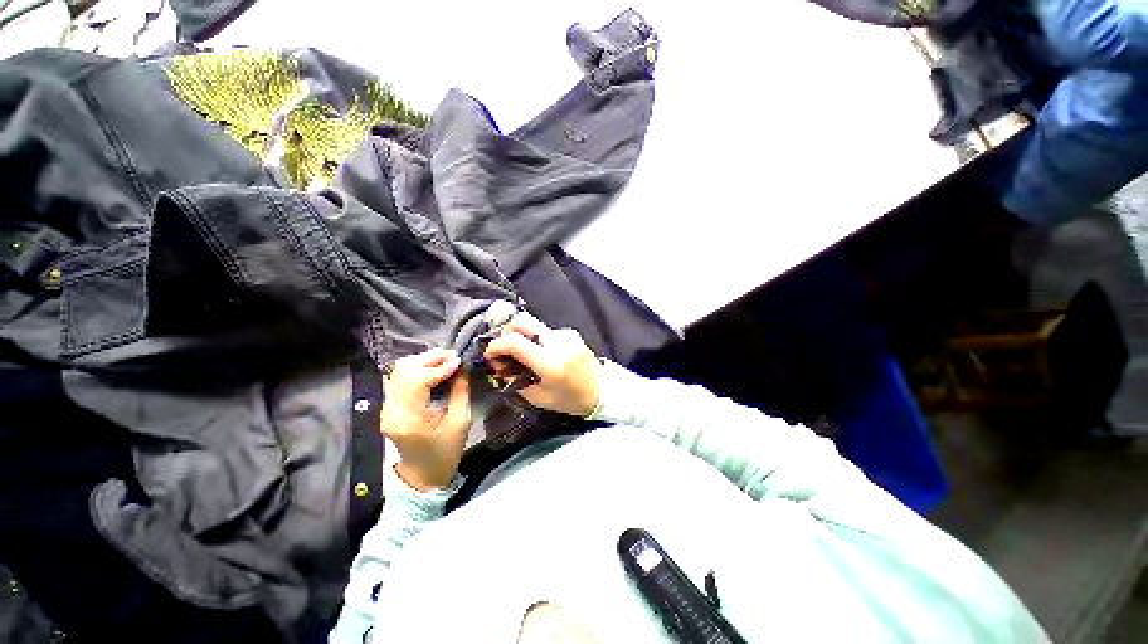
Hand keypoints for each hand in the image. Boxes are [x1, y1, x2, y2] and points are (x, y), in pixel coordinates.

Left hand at [381, 348, 471, 491]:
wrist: (423, 475)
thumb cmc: (446, 452)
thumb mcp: (461, 422)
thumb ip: (461, 391)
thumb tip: (462, 366)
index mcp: (409, 418)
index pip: (418, 380)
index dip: (440, 366)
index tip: (460, 361)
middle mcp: (392, 409)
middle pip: (405, 369)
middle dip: (431, 358)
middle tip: (454, 358)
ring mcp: (387, 406)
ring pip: (400, 370)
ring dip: (425, 361)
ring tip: (446, 362)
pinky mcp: (389, 405)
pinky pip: (401, 377)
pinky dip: (419, 369)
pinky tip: (435, 371)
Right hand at [484, 314, 600, 416]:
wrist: (602, 391)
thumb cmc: (570, 399)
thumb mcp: (539, 397)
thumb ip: (515, 381)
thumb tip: (499, 367)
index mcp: (549, 362)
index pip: (514, 341)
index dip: (496, 346)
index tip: (490, 356)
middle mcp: (557, 342)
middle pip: (522, 321)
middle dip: (506, 331)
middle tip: (504, 349)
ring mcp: (566, 334)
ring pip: (534, 326)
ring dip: (523, 337)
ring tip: (525, 356)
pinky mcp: (571, 333)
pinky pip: (546, 331)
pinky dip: (538, 340)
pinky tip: (543, 354)